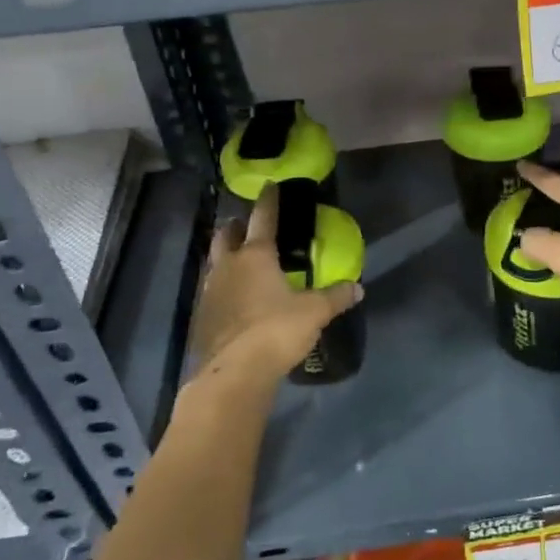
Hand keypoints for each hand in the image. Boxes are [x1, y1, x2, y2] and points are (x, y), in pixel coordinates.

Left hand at [185, 185, 362, 394]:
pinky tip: (235, 299)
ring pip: (215, 261)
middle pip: (227, 234)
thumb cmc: (276, 330)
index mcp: (256, 255)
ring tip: (242, 262)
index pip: (263, 217)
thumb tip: (358, 288)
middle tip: (250, 227)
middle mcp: (228, 265)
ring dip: (226, 256)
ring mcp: (209, 291)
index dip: (268, 200)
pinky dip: (223, 287)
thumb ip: (336, 296)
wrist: (234, 373)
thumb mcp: (314, 312)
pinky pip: (212, 291)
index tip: (270, 186)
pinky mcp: (201, 316)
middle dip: (237, 226)